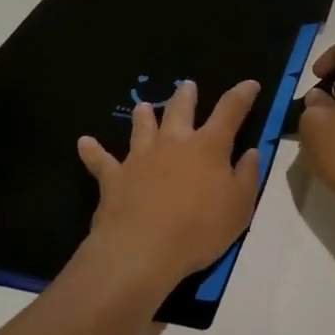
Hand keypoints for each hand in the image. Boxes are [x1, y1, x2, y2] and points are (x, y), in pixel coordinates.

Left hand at [76, 80, 262, 295]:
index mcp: (209, 147)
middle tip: (187, 85)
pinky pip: (101, 161)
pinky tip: (84, 143)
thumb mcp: (240, 206)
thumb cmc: (199, 229)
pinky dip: (93, 151)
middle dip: (186, 96)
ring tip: (143, 106)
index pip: (230, 111)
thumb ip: (247, 176)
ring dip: (143, 116)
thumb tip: (250, 151)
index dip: (241, 95)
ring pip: (141, 128)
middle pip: (180, 110)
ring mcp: (140, 158)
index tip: (249, 84)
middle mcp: (173, 143)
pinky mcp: (113, 177)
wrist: (143, 250)